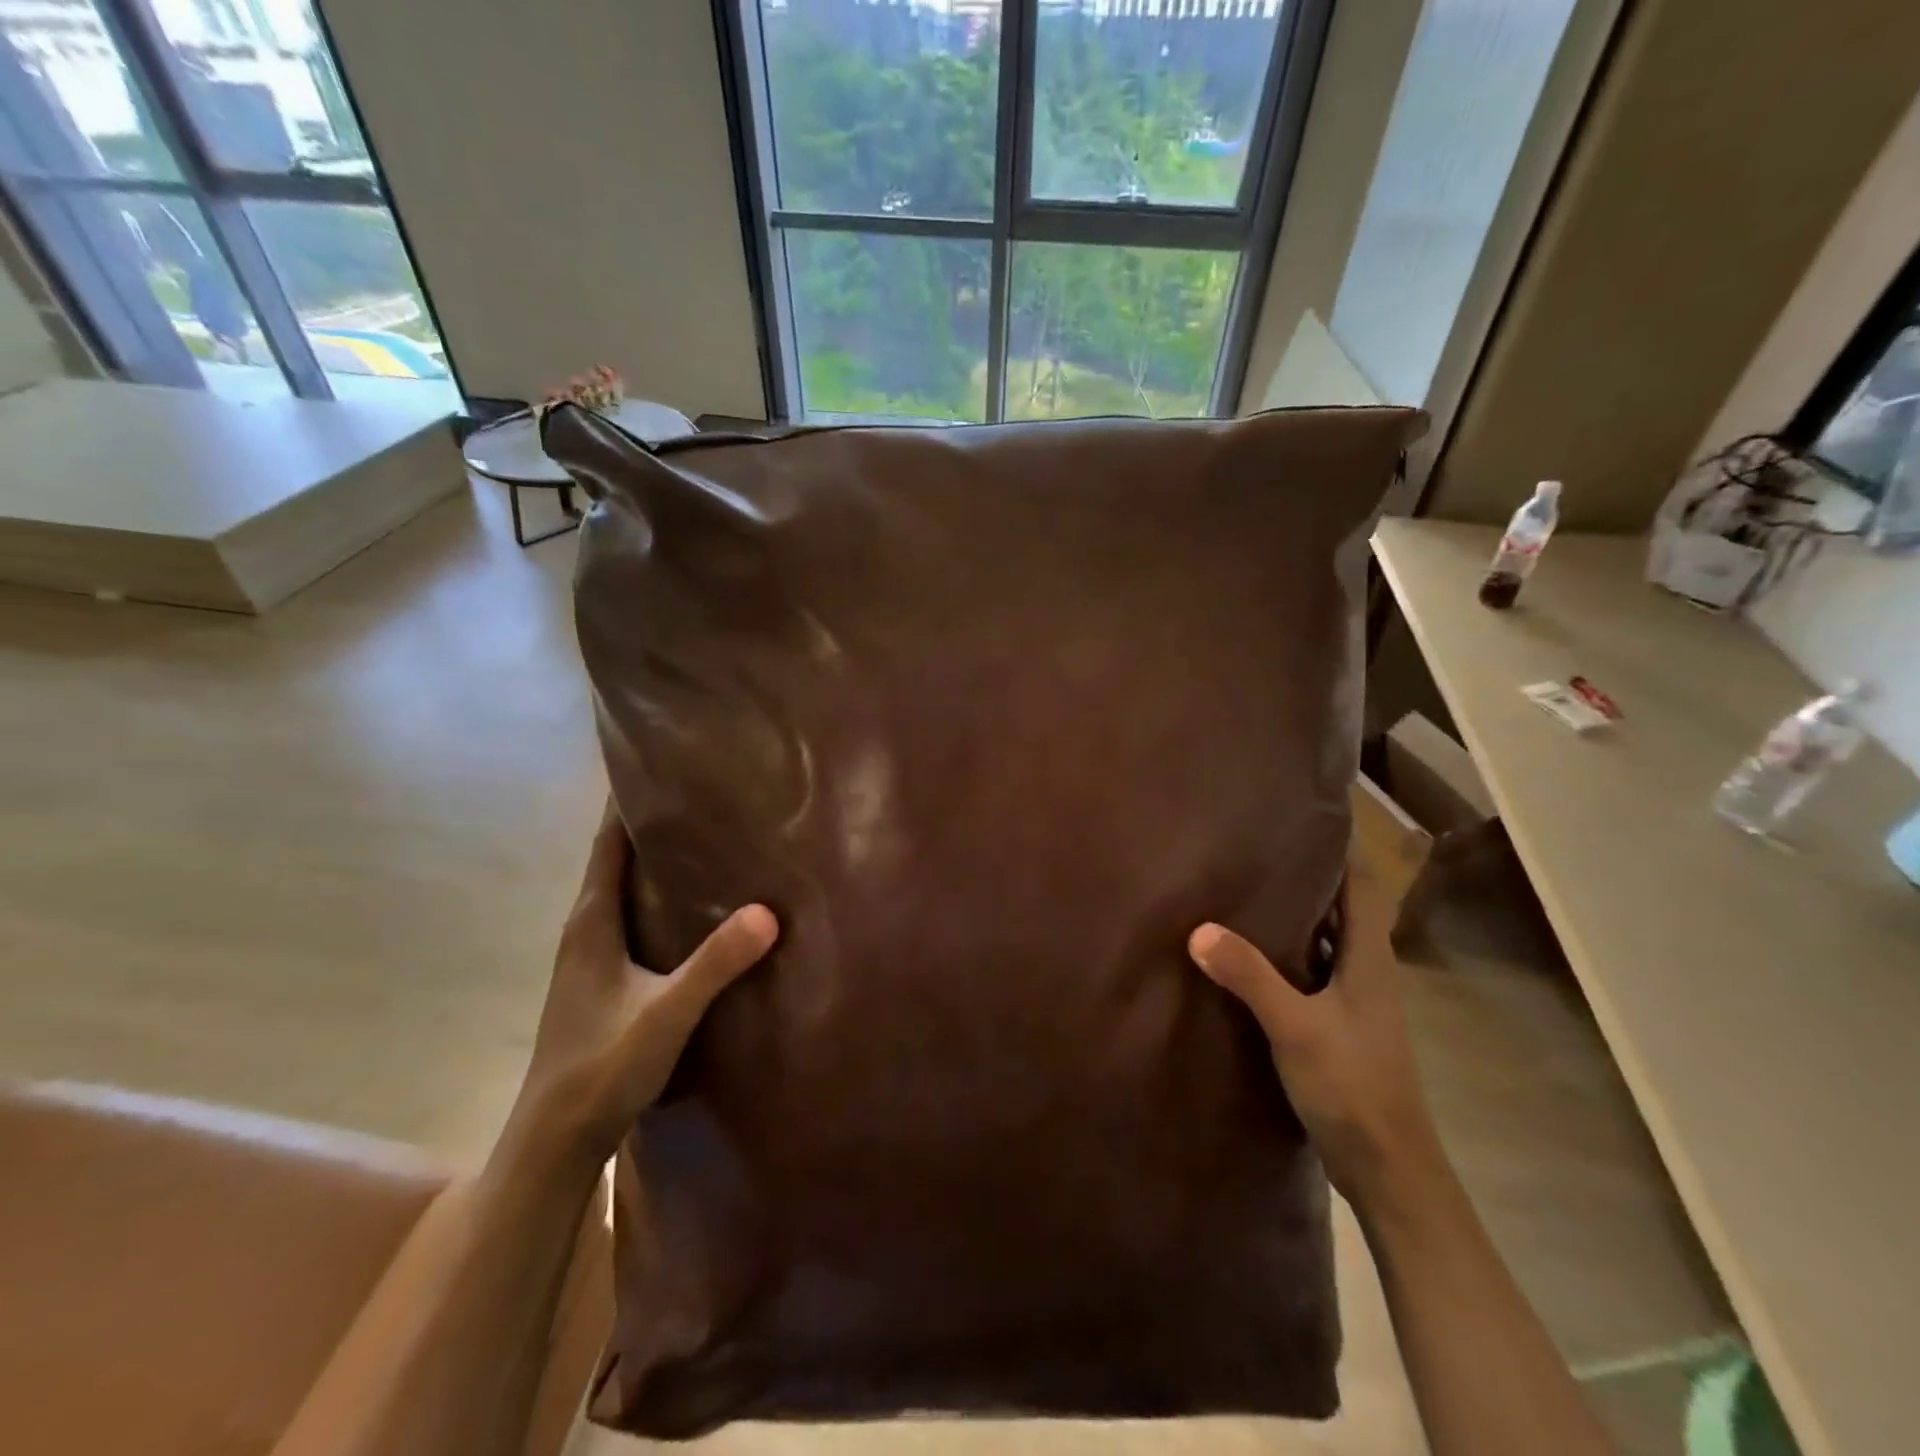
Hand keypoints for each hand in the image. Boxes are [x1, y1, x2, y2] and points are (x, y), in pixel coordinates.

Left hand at [507, 803, 778, 1174]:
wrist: (555, 1141)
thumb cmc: (600, 1069)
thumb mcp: (666, 1014)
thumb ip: (714, 964)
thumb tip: (767, 911)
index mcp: (590, 922)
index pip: (608, 843)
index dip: (627, 802)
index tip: (661, 764)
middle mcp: (585, 929)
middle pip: (616, 859)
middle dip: (651, 823)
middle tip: (703, 793)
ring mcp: (591, 956)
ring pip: (624, 890)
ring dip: (655, 862)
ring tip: (706, 837)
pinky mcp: (603, 979)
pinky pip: (632, 917)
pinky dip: (659, 896)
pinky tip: (694, 906)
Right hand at [1188, 859, 1444, 1210]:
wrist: (1388, 1169)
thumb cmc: (1353, 1087)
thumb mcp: (1295, 1028)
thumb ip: (1249, 976)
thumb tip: (1198, 928)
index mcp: (1368, 957)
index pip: (1363, 884)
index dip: (1343, 845)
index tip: (1309, 812)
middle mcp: (1365, 969)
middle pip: (1342, 905)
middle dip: (1310, 871)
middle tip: (1260, 841)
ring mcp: (1352, 998)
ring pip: (1325, 938)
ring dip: (1296, 910)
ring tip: (1247, 884)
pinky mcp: (1336, 1023)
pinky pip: (1310, 968)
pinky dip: (1285, 950)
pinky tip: (1248, 950)